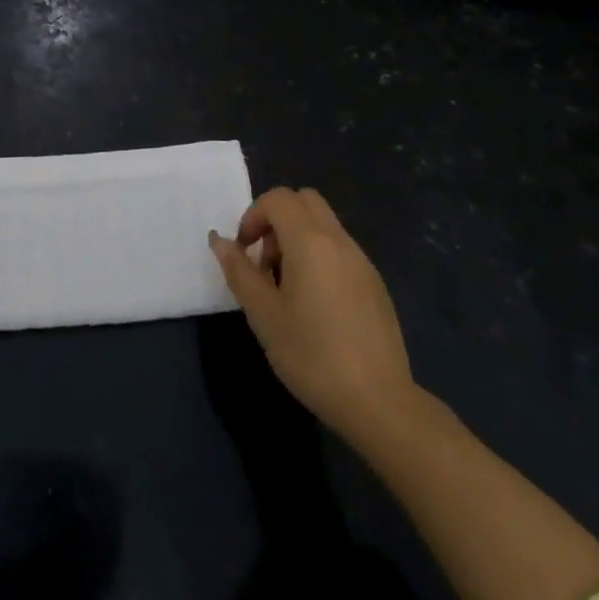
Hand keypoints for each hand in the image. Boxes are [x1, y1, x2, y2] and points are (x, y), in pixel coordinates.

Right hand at [210, 186, 415, 444]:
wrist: (378, 401)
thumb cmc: (311, 355)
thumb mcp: (263, 314)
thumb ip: (239, 271)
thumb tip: (220, 240)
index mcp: (311, 242)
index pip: (278, 199)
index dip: (253, 216)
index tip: (244, 252)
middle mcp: (340, 241)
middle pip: (305, 201)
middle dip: (276, 220)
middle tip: (264, 262)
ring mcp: (362, 261)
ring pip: (324, 225)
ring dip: (297, 239)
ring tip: (286, 288)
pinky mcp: (375, 284)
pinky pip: (340, 250)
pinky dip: (319, 257)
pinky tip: (314, 305)